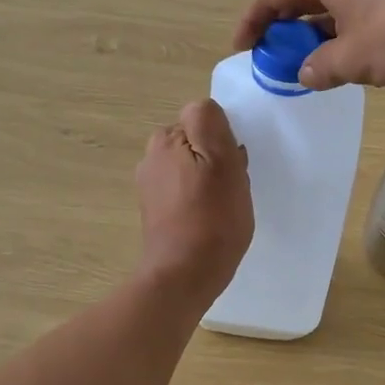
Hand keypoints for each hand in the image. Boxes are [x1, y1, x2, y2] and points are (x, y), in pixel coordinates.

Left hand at [134, 98, 252, 308]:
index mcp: (166, 139)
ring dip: (210, 180)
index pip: (203, 118)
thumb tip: (205, 109)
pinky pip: (184, 191)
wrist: (184, 275)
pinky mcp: (155, 211)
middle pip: (196, 142)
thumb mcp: (222, 161)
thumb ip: (210, 123)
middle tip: (232, 187)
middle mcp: (151, 157)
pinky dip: (199, 200)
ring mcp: (150, 186)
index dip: (224, 138)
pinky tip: (210, 220)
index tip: (234, 164)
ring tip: (224, 206)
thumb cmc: (211, 218)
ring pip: (192, 167)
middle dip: (216, 158)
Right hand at [231, 0, 384, 90]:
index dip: (252, 25)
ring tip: (318, 63)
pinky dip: (353, 26)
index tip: (241, 51)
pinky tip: (361, 52)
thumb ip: (320, 67)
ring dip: (323, 30)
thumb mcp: (354, 59)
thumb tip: (306, 72)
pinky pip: (367, 1)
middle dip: (289, 29)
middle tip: (280, 61)